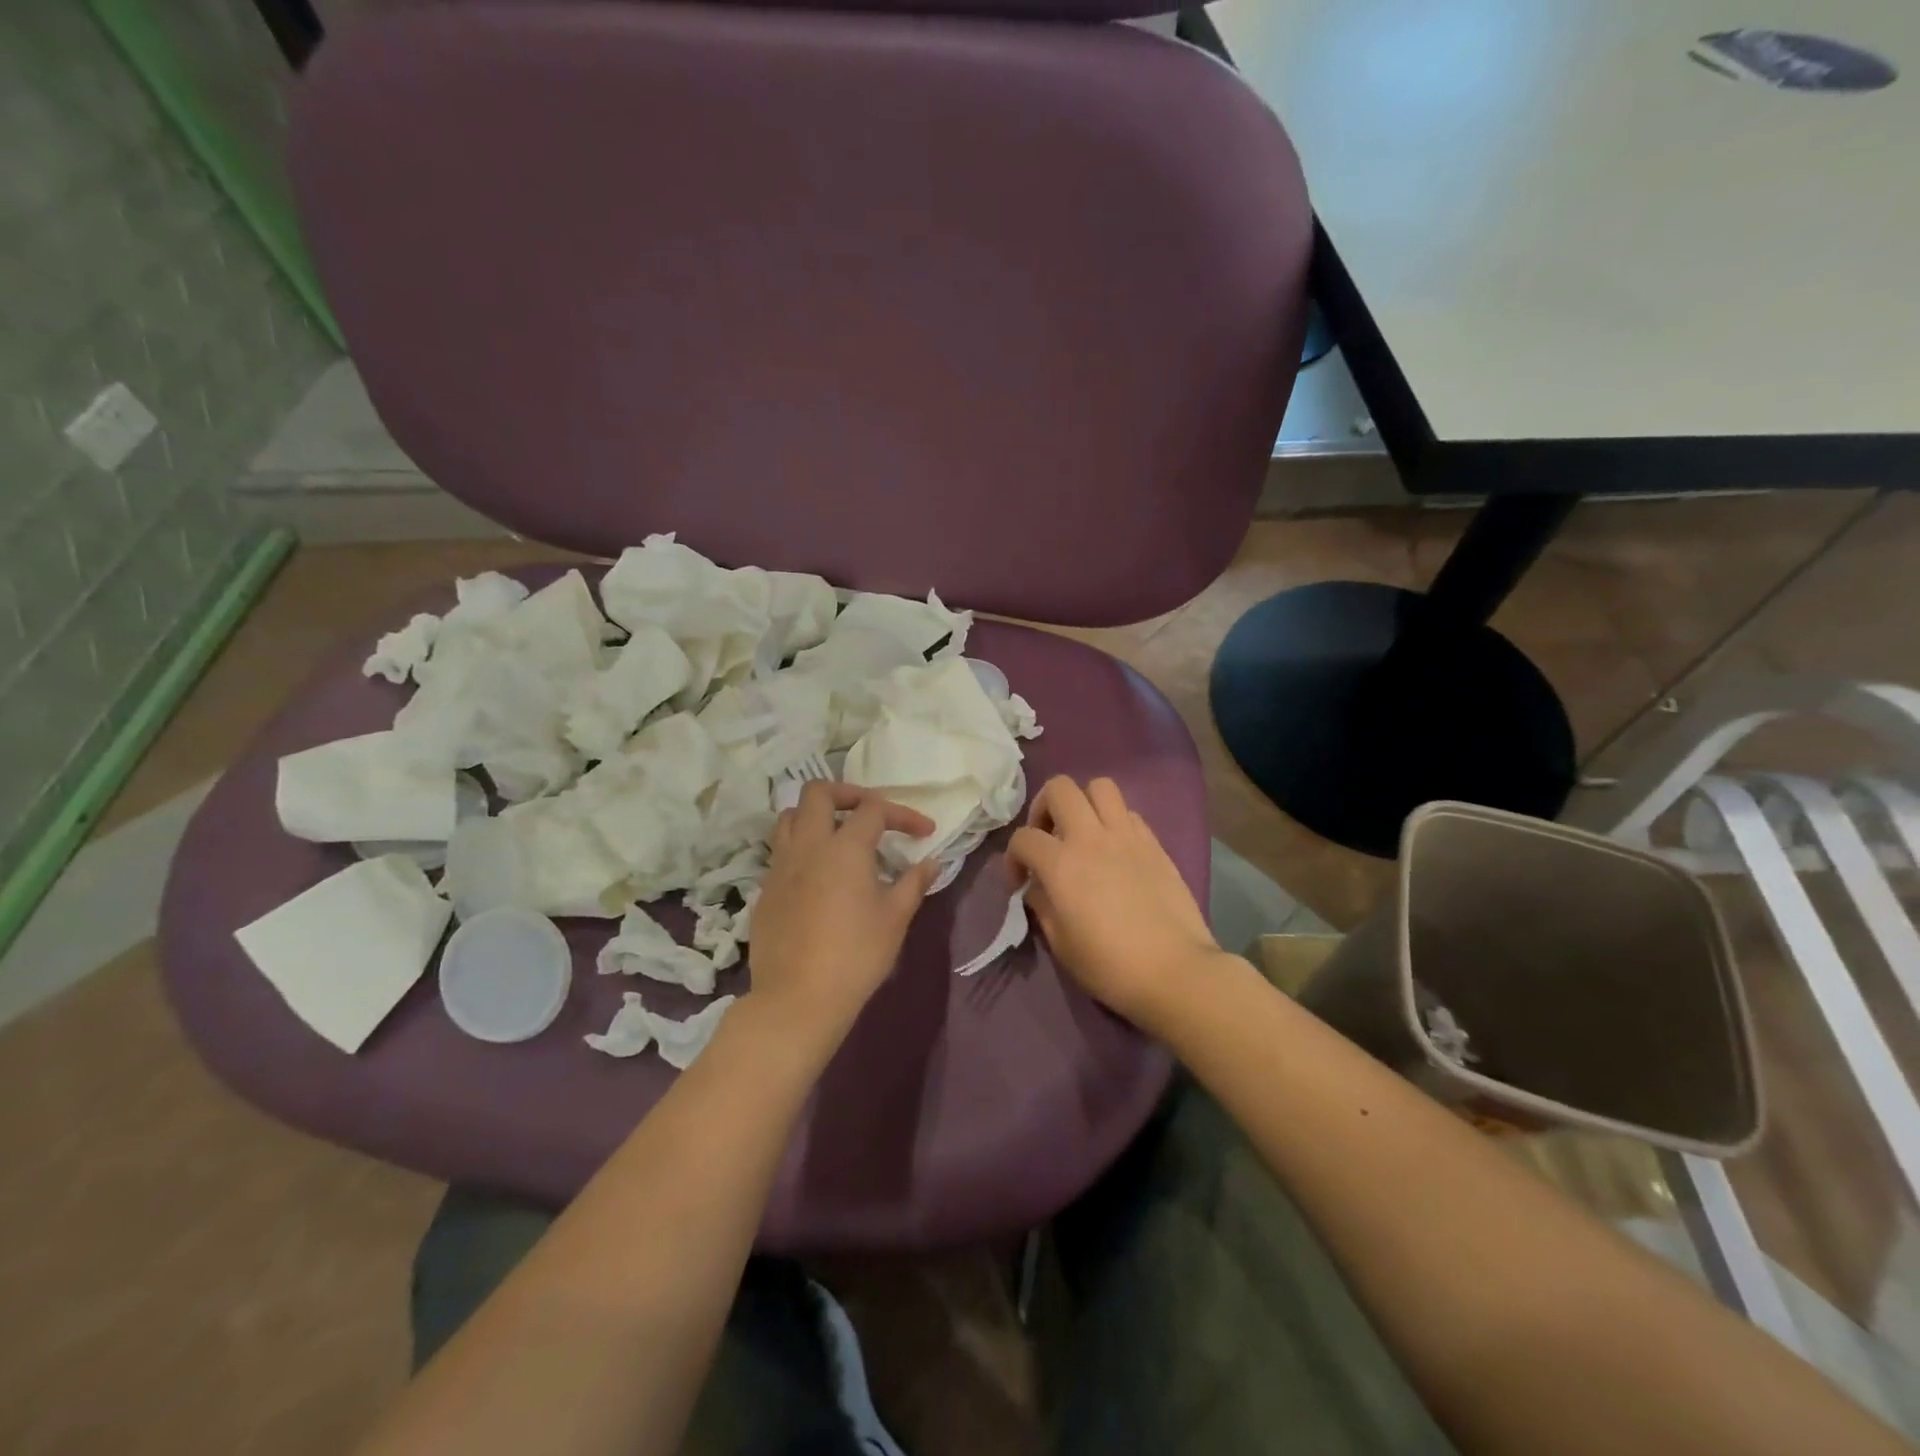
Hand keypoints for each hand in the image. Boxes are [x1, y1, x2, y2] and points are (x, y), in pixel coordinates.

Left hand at [748, 782, 939, 1047]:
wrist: (798, 998)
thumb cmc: (856, 956)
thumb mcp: (895, 919)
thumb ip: (913, 883)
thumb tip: (930, 863)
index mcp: (845, 847)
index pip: (874, 809)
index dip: (903, 814)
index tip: (924, 833)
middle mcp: (808, 845)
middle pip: (819, 793)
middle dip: (848, 794)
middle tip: (869, 814)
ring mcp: (780, 866)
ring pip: (790, 816)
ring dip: (815, 815)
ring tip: (838, 836)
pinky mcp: (765, 889)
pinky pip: (780, 851)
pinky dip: (800, 847)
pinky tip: (817, 875)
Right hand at [1006, 776, 1222, 1030]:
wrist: (1176, 971)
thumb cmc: (1110, 966)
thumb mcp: (1061, 944)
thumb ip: (1042, 906)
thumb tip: (1038, 887)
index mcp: (1061, 864)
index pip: (1023, 838)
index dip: (1012, 858)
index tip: (1019, 883)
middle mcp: (1091, 837)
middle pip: (1060, 788)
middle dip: (1043, 808)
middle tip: (1047, 838)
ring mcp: (1127, 835)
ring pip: (1100, 786)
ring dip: (1083, 803)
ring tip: (1081, 833)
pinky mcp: (1154, 843)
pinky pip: (1129, 813)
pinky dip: (1114, 821)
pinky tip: (1114, 851)